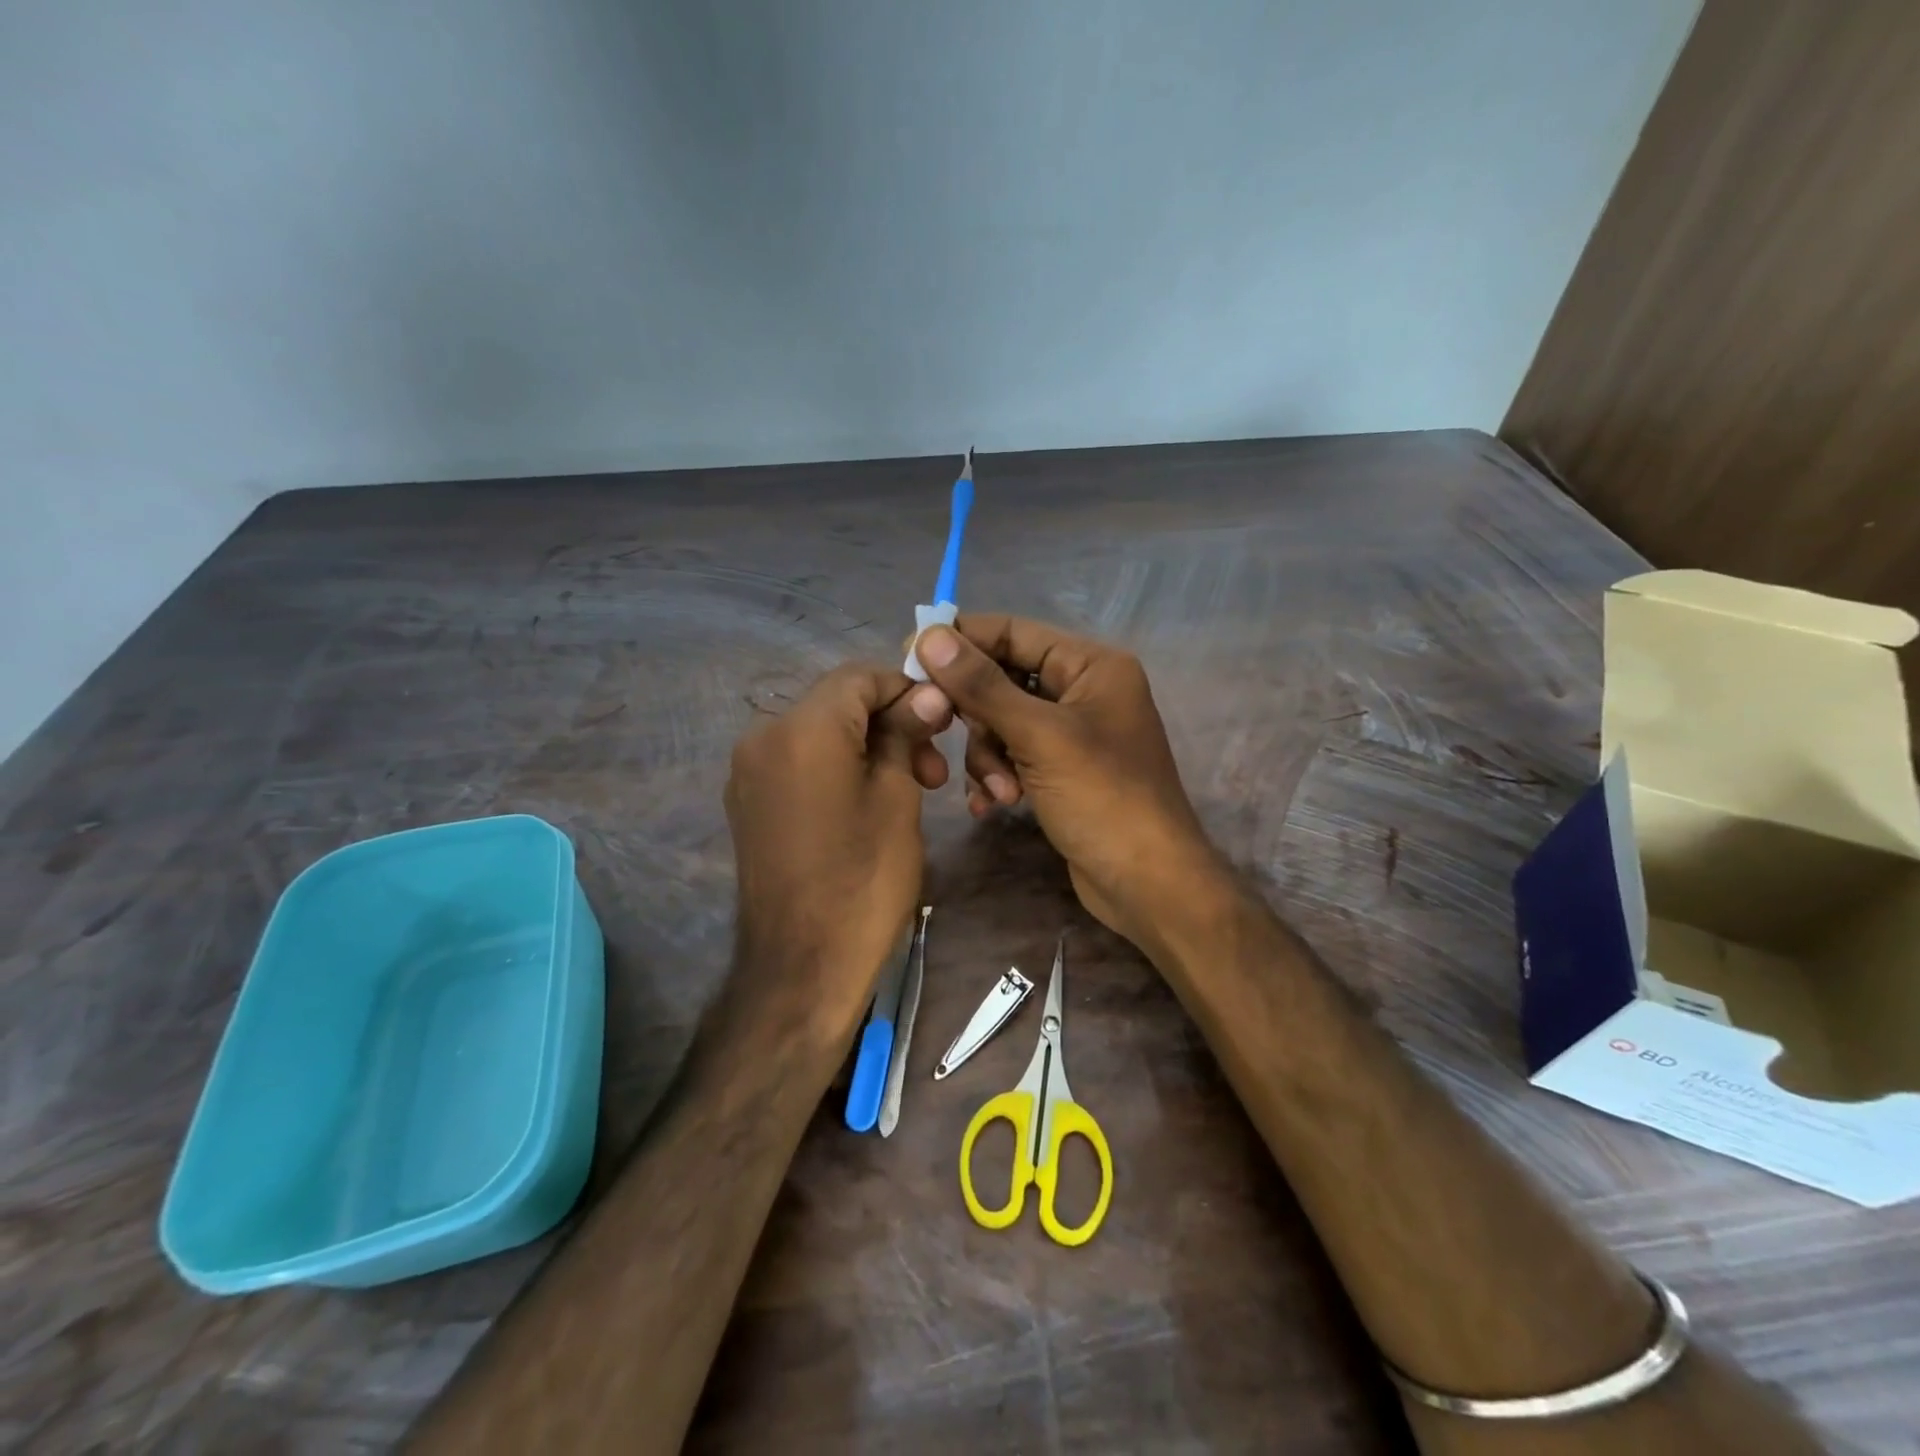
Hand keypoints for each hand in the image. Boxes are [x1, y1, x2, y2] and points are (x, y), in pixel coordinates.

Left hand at [724, 663, 951, 1023]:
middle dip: (890, 722)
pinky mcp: (748, 802)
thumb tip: (928, 694)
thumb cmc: (864, 879)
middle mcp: (763, 736)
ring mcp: (748, 771)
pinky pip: (799, 762)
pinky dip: (837, 766)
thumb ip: (905, 733)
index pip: (859, 677)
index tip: (944, 722)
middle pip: (837, 702)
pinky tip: (868, 800)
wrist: (802, 967)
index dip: (907, 690)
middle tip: (933, 768)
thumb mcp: (898, 798)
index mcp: (802, 727)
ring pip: (819, 732)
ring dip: (867, 746)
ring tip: (910, 786)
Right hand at [913, 616, 1224, 952]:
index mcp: (1091, 666)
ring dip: (987, 757)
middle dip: (977, 716)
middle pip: (1002, 679)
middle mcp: (1082, 691)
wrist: (1149, 885)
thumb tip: (930, 635)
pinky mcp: (1061, 772)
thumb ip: (982, 686)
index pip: (1013, 632)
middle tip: (944, 732)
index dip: (961, 641)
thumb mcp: (1039, 737)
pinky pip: (1013, 756)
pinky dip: (998, 776)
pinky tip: (994, 805)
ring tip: (999, 792)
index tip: (910, 658)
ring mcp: (1072, 734)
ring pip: (1002, 723)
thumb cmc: (1103, 799)